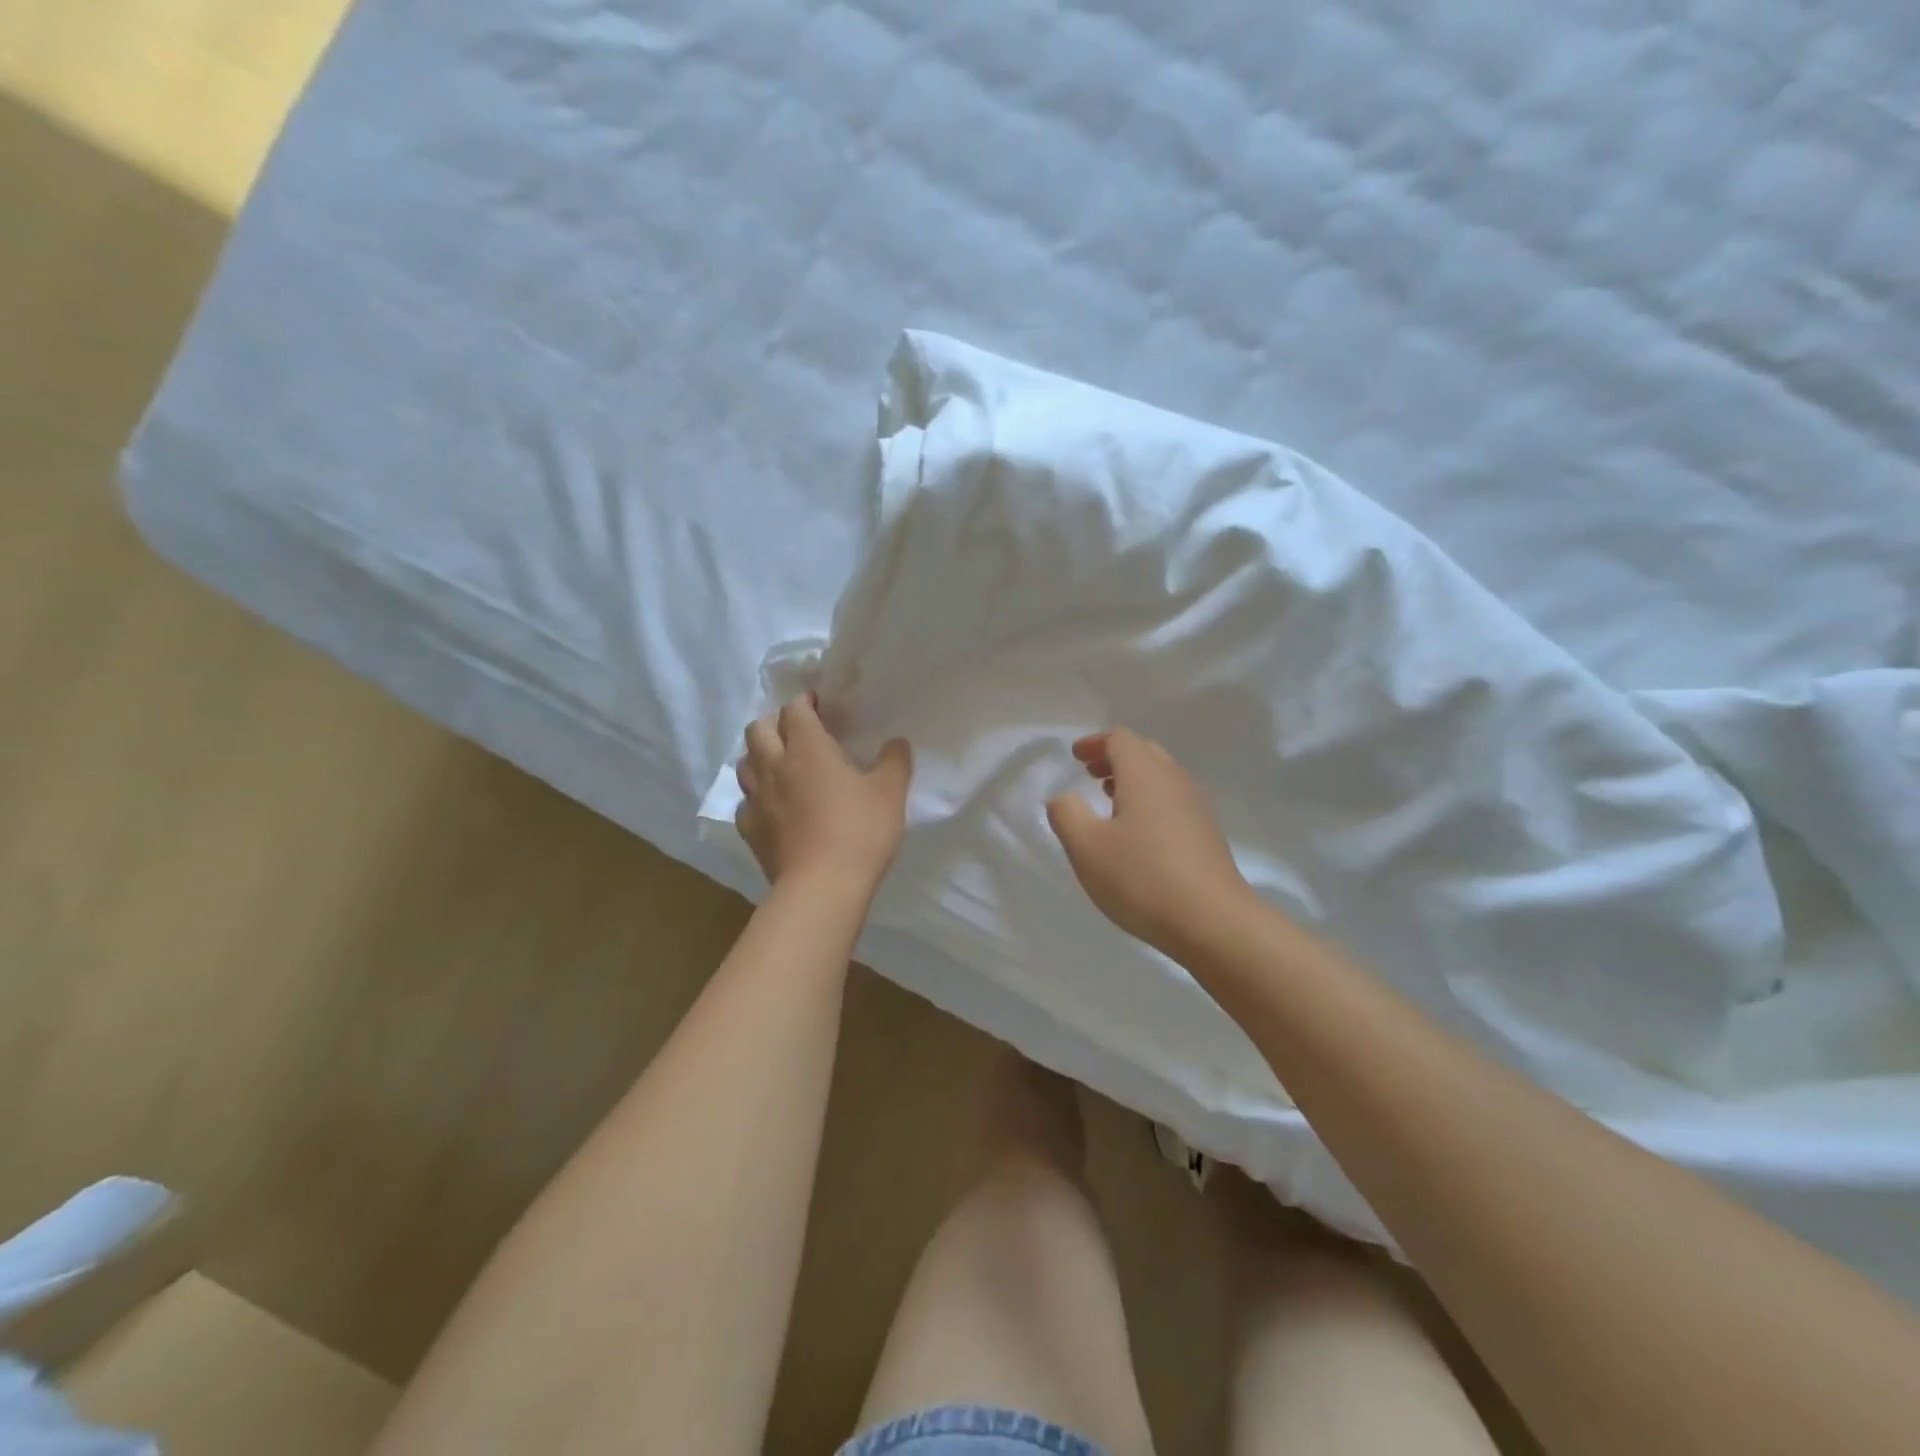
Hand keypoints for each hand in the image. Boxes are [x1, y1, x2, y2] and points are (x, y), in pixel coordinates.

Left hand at [734, 694, 912, 896]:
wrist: (822, 887)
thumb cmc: (859, 831)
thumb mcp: (890, 793)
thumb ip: (894, 761)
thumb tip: (897, 742)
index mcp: (807, 748)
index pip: (794, 709)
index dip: (805, 703)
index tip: (820, 707)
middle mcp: (774, 766)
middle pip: (757, 729)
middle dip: (774, 724)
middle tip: (798, 736)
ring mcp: (756, 799)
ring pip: (745, 763)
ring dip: (760, 757)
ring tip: (782, 767)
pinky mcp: (749, 830)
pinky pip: (746, 802)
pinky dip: (756, 797)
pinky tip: (774, 808)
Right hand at [1046, 728, 1253, 956]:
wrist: (1212, 922)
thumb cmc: (1141, 878)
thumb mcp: (1086, 847)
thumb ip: (1067, 814)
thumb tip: (1064, 798)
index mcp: (1144, 774)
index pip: (1120, 738)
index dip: (1095, 743)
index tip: (1076, 757)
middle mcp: (1174, 780)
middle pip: (1144, 752)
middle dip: (1114, 757)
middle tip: (1090, 774)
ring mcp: (1196, 807)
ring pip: (1162, 777)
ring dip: (1134, 780)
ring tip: (1110, 800)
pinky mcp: (1207, 834)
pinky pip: (1174, 801)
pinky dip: (1150, 801)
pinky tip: (1138, 832)